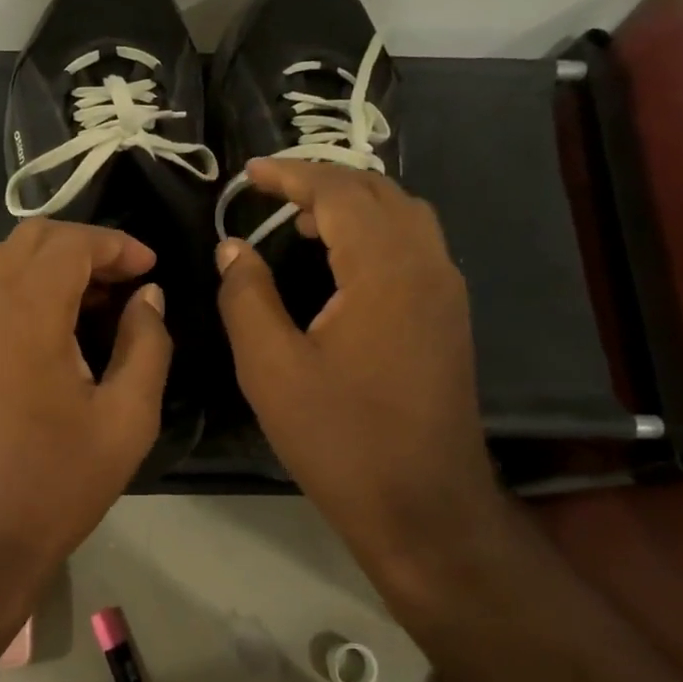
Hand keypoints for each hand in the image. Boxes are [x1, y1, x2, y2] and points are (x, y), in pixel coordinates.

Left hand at [0, 219, 170, 576]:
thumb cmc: (57, 483)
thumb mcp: (127, 418)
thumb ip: (147, 344)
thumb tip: (147, 296)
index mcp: (24, 315)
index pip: (69, 244)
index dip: (116, 244)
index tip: (150, 268)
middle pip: (31, 238)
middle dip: (85, 245)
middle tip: (126, 281)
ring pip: (6, 260)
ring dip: (54, 264)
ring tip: (98, 302)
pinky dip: (28, 287)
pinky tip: (60, 328)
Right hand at [215, 160, 500, 572]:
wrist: (423, 507)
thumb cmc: (340, 438)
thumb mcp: (271, 368)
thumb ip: (246, 296)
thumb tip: (233, 246)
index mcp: (384, 270)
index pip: (339, 192)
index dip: (291, 174)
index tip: (249, 174)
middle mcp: (427, 265)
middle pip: (378, 192)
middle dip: (323, 180)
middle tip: (272, 191)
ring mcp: (447, 291)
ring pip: (403, 215)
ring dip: (353, 203)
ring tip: (303, 219)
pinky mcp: (449, 316)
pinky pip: (414, 245)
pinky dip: (375, 230)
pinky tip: (342, 259)